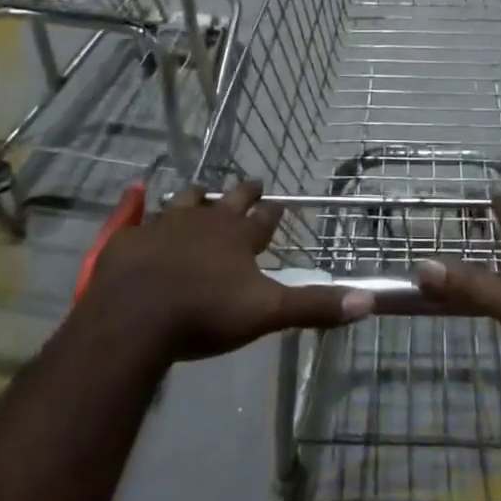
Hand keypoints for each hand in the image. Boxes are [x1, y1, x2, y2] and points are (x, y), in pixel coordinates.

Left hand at [79, 181, 373, 363]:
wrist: (136, 318)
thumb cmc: (206, 314)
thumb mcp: (267, 313)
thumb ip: (315, 306)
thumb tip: (369, 300)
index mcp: (238, 236)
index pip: (263, 218)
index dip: (271, 212)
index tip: (276, 204)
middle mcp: (205, 221)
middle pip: (228, 200)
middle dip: (242, 192)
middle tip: (251, 182)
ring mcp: (164, 225)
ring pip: (184, 200)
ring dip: (195, 196)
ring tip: (199, 191)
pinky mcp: (131, 238)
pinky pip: (138, 218)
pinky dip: (140, 210)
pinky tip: (136, 200)